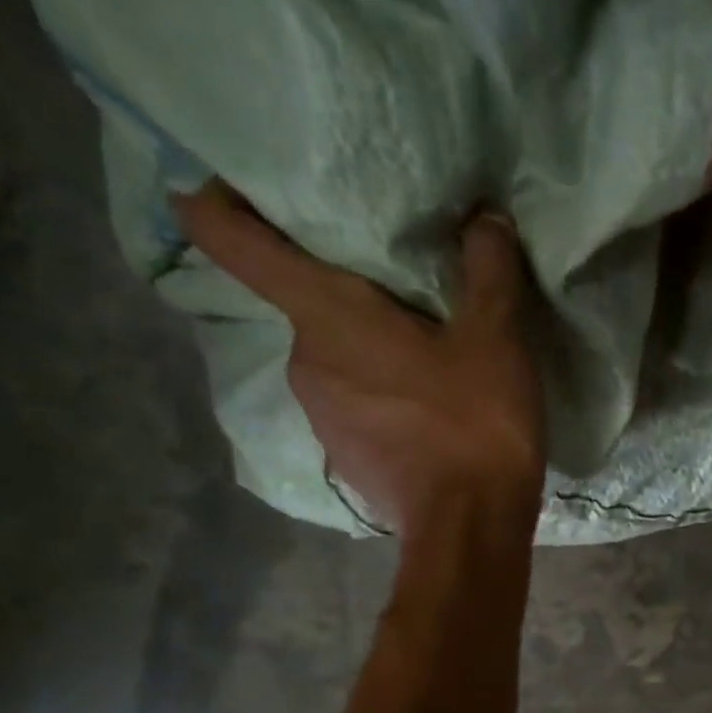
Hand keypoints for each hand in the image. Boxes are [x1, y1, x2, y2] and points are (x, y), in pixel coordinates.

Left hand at [171, 182, 544, 539]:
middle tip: (397, 290)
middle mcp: (303, 361)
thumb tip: (485, 220)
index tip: (215, 182)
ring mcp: (320, 418)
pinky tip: (423, 414)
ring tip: (420, 358)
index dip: (214, 202)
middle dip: (341, 290)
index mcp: (325, 315)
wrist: (469, 530)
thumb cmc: (474, 424)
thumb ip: (488, 269)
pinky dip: (377, 399)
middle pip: (304, 304)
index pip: (232, 240)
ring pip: (333, 361)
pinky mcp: (344, 460)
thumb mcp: (497, 338)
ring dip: (365, 352)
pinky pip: (352, 408)